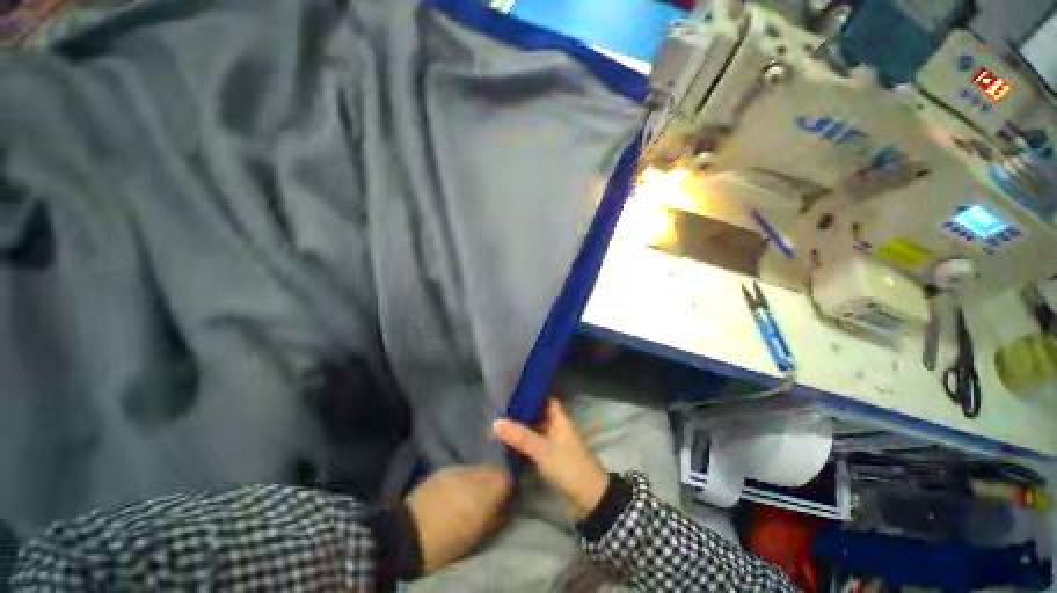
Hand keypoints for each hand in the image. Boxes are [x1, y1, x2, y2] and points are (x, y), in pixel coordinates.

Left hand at [405, 465, 511, 573]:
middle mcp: (475, 473)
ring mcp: (459, 469)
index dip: (508, 486)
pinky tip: (458, 491)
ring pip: (478, 467)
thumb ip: (498, 514)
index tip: (505, 496)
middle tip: (490, 495)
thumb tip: (506, 504)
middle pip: (494, 467)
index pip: (507, 476)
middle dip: (494, 478)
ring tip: (472, 493)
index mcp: (487, 490)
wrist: (409, 535)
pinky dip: (465, 478)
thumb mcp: (480, 533)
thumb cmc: (448, 541)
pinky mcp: (444, 469)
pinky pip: (463, 469)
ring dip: (479, 478)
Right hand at [494, 399, 609, 520]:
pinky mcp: (549, 459)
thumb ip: (520, 436)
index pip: (545, 400)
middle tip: (498, 410)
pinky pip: (533, 446)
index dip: (531, 395)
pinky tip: (506, 444)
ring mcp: (552, 444)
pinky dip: (522, 445)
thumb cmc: (568, 467)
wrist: (588, 500)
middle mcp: (555, 428)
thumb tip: (496, 422)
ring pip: (534, 431)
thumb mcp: (543, 450)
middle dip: (520, 414)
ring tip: (497, 425)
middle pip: (537, 416)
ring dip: (520, 430)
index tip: (511, 393)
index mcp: (559, 419)